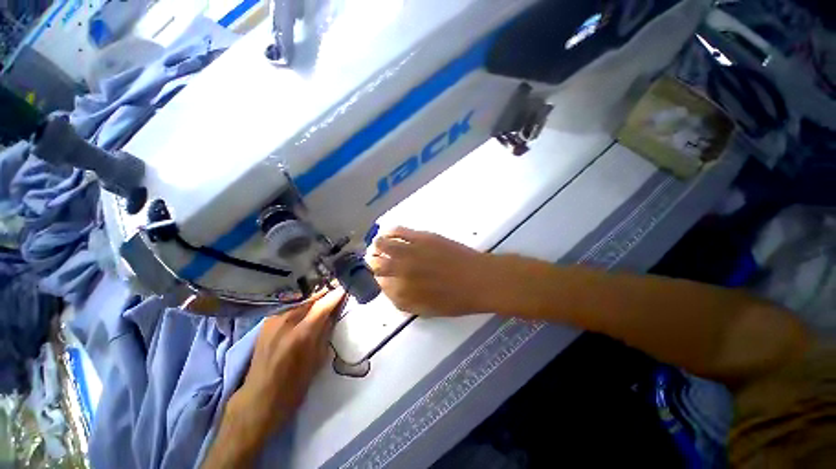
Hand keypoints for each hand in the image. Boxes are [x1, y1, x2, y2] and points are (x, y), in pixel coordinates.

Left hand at [207, 289, 343, 467]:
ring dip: (313, 297)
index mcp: (300, 335)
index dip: (336, 295)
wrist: (258, 399)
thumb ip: (325, 333)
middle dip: (325, 293)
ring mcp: (272, 321)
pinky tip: (307, 304)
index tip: (346, 288)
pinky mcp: (266, 323)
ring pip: (299, 301)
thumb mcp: (316, 361)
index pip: (323, 306)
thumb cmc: (293, 387)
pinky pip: (288, 307)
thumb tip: (333, 314)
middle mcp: (285, 323)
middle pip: (310, 299)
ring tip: (325, 293)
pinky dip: (301, 304)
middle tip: (337, 288)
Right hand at [367, 227, 501, 315]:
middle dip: (374, 262)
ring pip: (382, 245)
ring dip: (378, 245)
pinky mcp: (421, 237)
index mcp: (401, 293)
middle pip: (376, 263)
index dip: (379, 278)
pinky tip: (388, 232)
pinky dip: (390, 231)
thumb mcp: (426, 309)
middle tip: (377, 259)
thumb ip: (403, 301)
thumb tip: (390, 288)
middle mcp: (400, 271)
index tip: (382, 275)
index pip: (380, 283)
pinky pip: (398, 231)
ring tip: (380, 244)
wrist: (478, 280)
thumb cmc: (455, 300)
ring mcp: (410, 252)